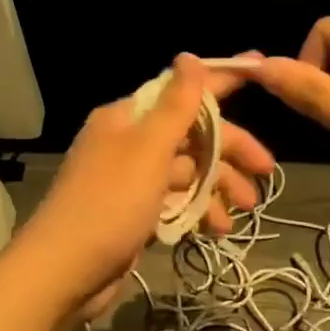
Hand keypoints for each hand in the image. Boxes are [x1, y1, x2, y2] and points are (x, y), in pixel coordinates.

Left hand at [14, 55, 274, 318]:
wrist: (63, 273)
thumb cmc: (109, 204)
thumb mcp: (148, 150)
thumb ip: (175, 106)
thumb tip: (188, 57)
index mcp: (128, 118)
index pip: (182, 90)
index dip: (222, 81)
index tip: (261, 68)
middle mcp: (128, 143)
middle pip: (191, 135)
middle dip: (229, 151)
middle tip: (266, 171)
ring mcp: (131, 181)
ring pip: (187, 172)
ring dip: (218, 186)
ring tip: (245, 211)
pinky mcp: (134, 214)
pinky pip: (176, 202)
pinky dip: (198, 211)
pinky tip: (218, 228)